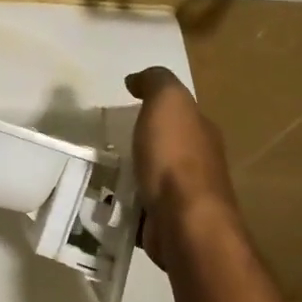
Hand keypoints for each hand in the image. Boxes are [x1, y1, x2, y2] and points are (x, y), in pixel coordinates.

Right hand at [124, 67, 238, 269]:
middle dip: (141, 144)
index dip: (155, 107)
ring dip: (131, 175)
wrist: (184, 221)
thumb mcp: (167, 103)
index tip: (125, 108)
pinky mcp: (167, 222)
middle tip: (106, 143)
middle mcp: (199, 162)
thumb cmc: (174, 157)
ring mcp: (184, 196)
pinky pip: (142, 206)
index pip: (179, 113)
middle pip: (165, 147)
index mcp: (201, 131)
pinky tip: (106, 201)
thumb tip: (136, 79)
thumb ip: (155, 83)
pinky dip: (126, 202)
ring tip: (100, 172)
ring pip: (152, 177)